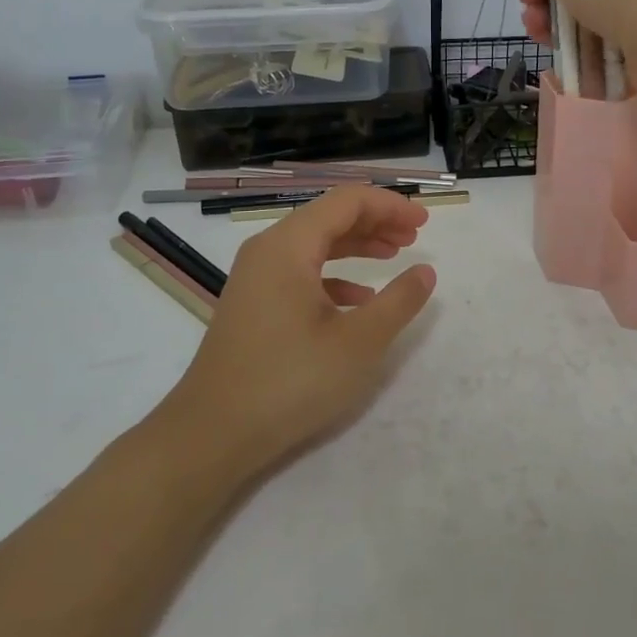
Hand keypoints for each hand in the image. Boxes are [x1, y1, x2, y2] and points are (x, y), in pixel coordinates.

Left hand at [163, 186, 435, 477]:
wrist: (211, 435)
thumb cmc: (289, 382)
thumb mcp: (358, 343)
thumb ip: (398, 301)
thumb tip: (426, 271)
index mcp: (289, 246)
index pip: (347, 201)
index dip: (389, 205)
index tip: (424, 221)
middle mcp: (268, 250)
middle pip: (329, 216)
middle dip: (376, 221)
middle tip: (414, 237)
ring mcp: (256, 277)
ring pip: (315, 243)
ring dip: (357, 245)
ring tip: (394, 255)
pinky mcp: (254, 304)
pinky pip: (300, 271)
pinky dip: (335, 274)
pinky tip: (359, 299)